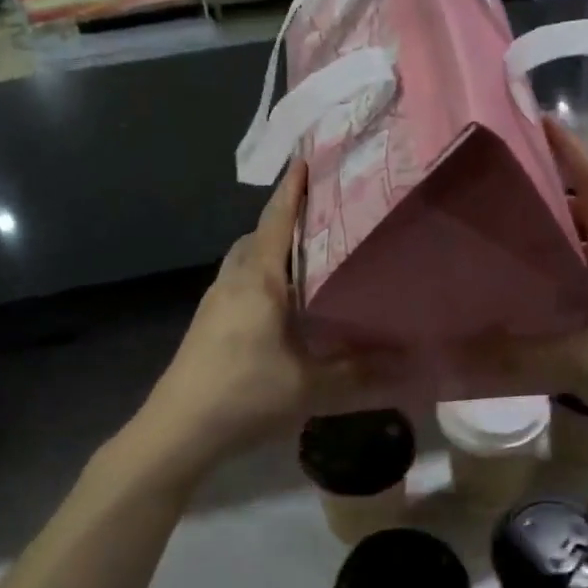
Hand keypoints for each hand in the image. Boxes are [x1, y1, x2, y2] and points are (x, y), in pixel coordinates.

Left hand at [139, 164, 381, 469]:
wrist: (178, 429)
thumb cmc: (245, 395)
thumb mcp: (311, 387)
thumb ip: (361, 374)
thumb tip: (409, 364)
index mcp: (259, 280)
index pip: (277, 220)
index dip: (294, 188)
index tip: (309, 158)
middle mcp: (234, 279)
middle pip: (260, 234)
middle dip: (287, 216)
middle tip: (327, 211)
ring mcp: (215, 299)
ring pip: (247, 258)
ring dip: (273, 246)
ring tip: (310, 252)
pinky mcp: (208, 321)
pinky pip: (241, 279)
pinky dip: (263, 272)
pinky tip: (284, 298)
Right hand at [504, 118, 587, 440]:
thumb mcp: (578, 364)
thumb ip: (521, 356)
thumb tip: (464, 353)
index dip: (570, 152)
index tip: (544, 122)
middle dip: (558, 200)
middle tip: (512, 200)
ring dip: (572, 238)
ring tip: (529, 247)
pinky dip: (586, 268)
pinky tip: (565, 297)